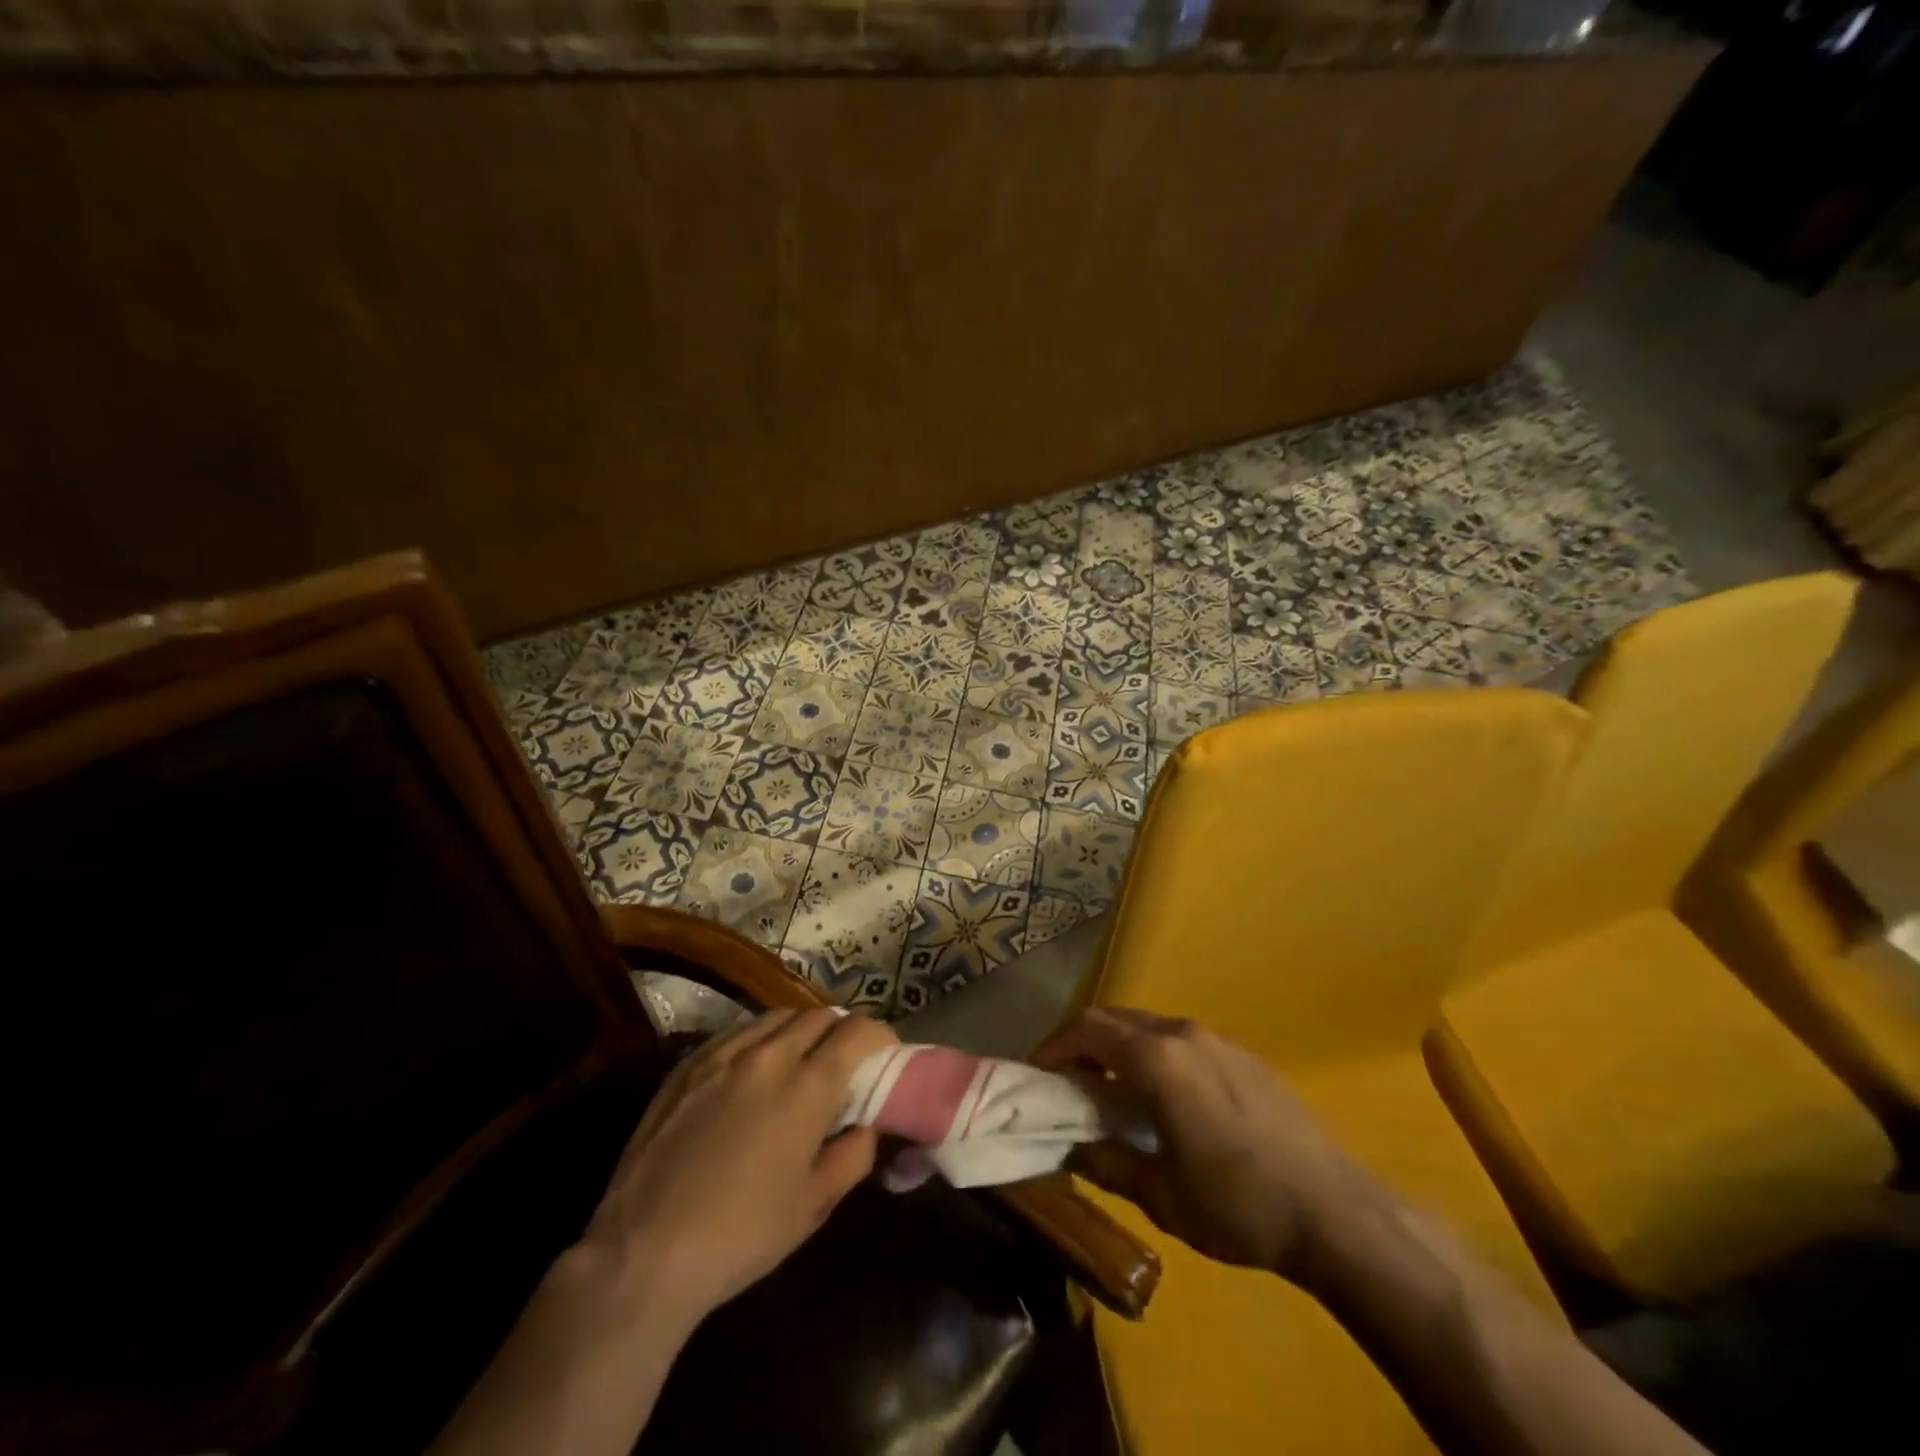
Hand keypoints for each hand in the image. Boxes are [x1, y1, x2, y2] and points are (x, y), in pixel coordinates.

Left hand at [577, 1008, 895, 1324]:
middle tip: (845, 1061)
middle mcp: (768, 1055)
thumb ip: (854, 1153)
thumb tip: (865, 1124)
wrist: (644, 1253)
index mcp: (807, 1085)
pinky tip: (754, 1068)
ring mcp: (722, 1054)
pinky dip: (760, 1038)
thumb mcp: (815, 1205)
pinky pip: (737, 1032)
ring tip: (801, 1059)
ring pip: (777, 1016)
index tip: (885, 1054)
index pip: (858, 1032)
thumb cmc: (742, 1234)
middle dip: (841, 1030)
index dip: (880, 1036)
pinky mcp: (688, 1064)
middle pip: (819, 1015)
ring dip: (801, 1029)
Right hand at [1033, 1007, 1376, 1278]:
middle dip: (1082, 1042)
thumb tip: (1069, 1149)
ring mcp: (1216, 1039)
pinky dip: (1153, 1053)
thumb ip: (1108, 1163)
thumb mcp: (1161, 1196)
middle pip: (1114, 1018)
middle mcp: (1182, 1034)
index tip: (1036, 1074)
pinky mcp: (1242, 1054)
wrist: (1335, 1212)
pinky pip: (1180, 1039)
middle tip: (1068, 1082)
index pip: (1087, 1029)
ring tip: (1112, 1091)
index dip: (1054, 1046)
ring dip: (1119, 1047)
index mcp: (1157, 1060)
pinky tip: (1164, 1097)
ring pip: (1148, 1025)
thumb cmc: (1238, 1205)